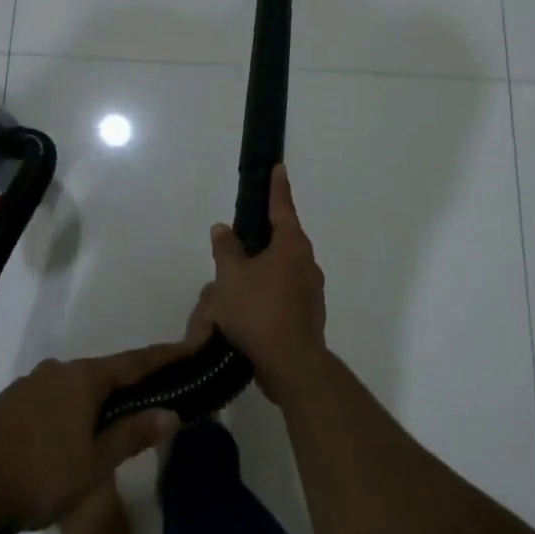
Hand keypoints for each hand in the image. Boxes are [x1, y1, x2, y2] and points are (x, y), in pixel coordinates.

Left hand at [0, 344, 183, 529]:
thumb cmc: (39, 474)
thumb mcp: (94, 463)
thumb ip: (132, 435)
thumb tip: (172, 413)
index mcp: (84, 378)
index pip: (134, 362)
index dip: (163, 358)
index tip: (188, 349)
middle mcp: (58, 370)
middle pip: (104, 373)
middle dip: (128, 385)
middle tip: (153, 398)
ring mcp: (30, 384)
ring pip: (75, 387)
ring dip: (96, 401)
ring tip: (112, 424)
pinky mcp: (9, 403)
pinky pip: (51, 400)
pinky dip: (69, 411)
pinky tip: (68, 437)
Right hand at [193, 165, 329, 404]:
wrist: (291, 365)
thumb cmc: (258, 311)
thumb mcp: (231, 277)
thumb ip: (226, 249)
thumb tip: (223, 228)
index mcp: (291, 246)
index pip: (282, 208)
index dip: (277, 188)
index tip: (278, 168)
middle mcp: (306, 263)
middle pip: (282, 240)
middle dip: (262, 237)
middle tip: (241, 235)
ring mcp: (311, 291)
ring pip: (282, 270)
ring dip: (262, 269)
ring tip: (237, 280)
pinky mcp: (307, 316)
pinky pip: (284, 293)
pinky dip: (267, 293)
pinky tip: (248, 309)